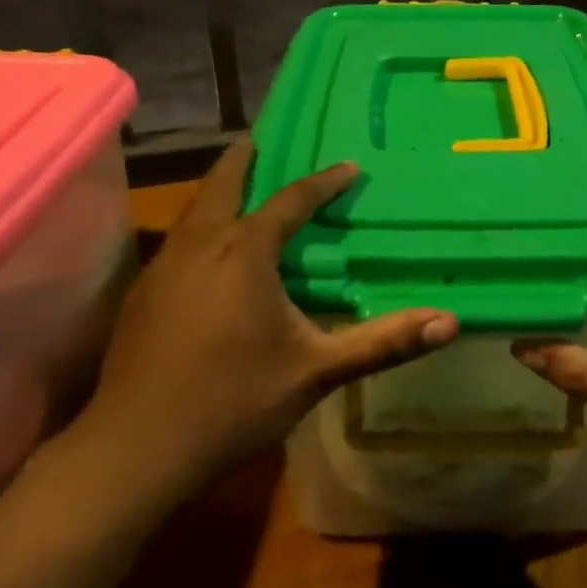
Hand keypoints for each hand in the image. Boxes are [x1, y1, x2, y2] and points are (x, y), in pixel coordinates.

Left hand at [60, 141, 458, 510]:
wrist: (137, 447)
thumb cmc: (234, 401)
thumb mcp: (316, 371)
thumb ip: (382, 343)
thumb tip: (449, 323)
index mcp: (245, 252)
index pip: (291, 201)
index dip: (323, 182)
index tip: (349, 167)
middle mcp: (201, 244)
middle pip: (223, 184)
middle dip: (245, 159)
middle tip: (263, 140)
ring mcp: (164, 266)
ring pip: (196, 210)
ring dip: (220, 191)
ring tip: (241, 186)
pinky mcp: (143, 293)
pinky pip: (180, 239)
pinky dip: (202, 224)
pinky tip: (209, 251)